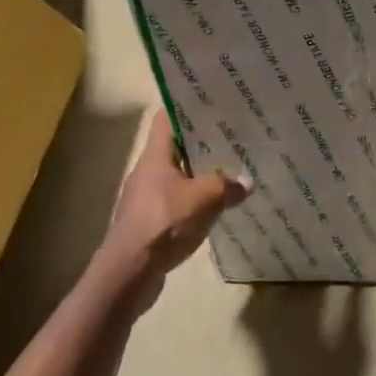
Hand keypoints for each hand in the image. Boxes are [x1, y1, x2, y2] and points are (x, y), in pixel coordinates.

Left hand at [98, 117, 247, 307]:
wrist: (129, 272)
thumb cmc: (162, 223)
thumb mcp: (202, 199)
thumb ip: (226, 186)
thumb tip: (247, 182)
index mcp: (155, 156)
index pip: (165, 118)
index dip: (185, 107)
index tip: (211, 103)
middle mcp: (148, 171)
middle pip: (175, 147)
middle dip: (202, 142)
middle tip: (231, 136)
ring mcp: (147, 198)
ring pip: (178, 175)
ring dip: (200, 173)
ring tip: (230, 168)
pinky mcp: (150, 222)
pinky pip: (177, 201)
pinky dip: (195, 200)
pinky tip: (216, 206)